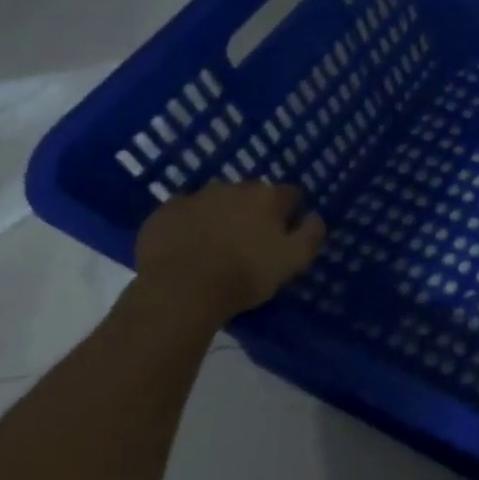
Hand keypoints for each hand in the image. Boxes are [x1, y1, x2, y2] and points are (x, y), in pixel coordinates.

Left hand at [135, 181, 326, 322]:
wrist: (179, 291)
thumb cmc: (245, 274)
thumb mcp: (294, 260)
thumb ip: (311, 234)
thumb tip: (314, 216)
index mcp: (268, 197)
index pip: (290, 194)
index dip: (291, 212)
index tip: (287, 232)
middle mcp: (233, 188)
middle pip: (251, 194)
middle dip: (254, 210)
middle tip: (251, 240)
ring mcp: (195, 198)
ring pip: (216, 201)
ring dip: (221, 214)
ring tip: (217, 243)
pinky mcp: (163, 213)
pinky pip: (183, 213)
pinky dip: (189, 224)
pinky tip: (188, 246)